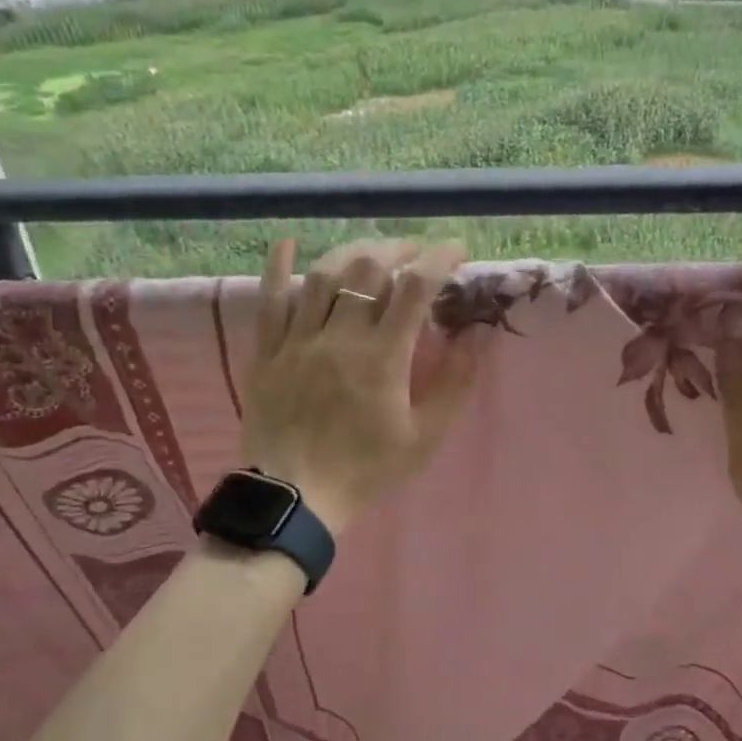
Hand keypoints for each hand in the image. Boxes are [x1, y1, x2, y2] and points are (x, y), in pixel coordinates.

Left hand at [238, 238, 480, 534]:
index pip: (415, 288)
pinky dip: (277, 268)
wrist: (295, 497)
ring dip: (351, 252)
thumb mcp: (423, 437)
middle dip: (397, 248)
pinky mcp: (267, 352)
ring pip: (322, 276)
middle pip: (367, 269)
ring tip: (371, 251)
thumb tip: (475, 336)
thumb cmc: (365, 469)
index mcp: (382, 358)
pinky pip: (269, 300)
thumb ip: (453, 385)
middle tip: (414, 252)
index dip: (439, 259)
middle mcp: (339, 337)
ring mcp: (297, 341)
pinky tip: (288, 243)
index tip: (456, 250)